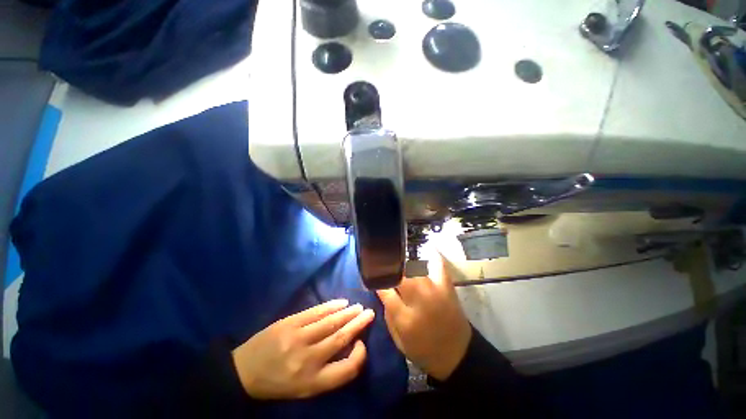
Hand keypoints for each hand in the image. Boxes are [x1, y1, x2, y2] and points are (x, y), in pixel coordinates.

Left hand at [232, 299, 374, 399]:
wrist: (245, 371)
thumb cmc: (279, 383)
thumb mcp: (304, 389)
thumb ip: (329, 372)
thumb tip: (350, 346)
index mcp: (312, 382)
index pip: (346, 370)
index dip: (359, 355)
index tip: (362, 343)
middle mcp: (308, 360)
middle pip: (340, 338)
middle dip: (358, 324)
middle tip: (369, 313)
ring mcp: (298, 338)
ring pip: (330, 322)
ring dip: (348, 313)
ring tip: (359, 307)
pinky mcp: (290, 322)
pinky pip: (316, 312)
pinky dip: (331, 306)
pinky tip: (341, 302)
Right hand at [376, 254, 471, 380]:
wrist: (457, 354)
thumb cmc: (424, 350)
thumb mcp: (398, 340)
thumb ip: (388, 314)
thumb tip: (382, 290)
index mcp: (405, 318)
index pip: (385, 290)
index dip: (377, 281)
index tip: (372, 276)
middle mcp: (419, 300)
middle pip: (399, 277)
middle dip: (389, 270)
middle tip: (384, 267)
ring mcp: (434, 291)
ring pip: (414, 269)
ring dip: (404, 264)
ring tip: (397, 258)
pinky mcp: (446, 286)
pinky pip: (438, 265)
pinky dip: (431, 255)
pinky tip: (425, 247)